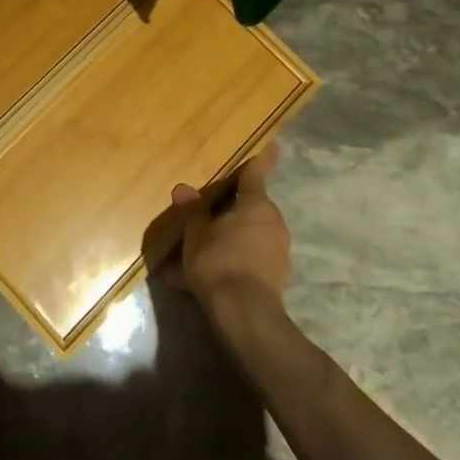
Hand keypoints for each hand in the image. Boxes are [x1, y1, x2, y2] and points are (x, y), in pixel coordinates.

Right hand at [170, 143, 289, 319]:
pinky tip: (198, 280)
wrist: (244, 314)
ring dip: (224, 240)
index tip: (274, 145)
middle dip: (229, 211)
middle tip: (205, 214)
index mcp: (256, 206)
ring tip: (191, 255)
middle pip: (250, 208)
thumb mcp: (196, 234)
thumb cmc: (219, 261)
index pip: (256, 175)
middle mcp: (272, 224)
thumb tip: (182, 190)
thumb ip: (192, 211)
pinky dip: (228, 263)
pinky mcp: (275, 278)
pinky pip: (247, 261)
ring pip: (246, 237)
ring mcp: (277, 252)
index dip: (262, 159)